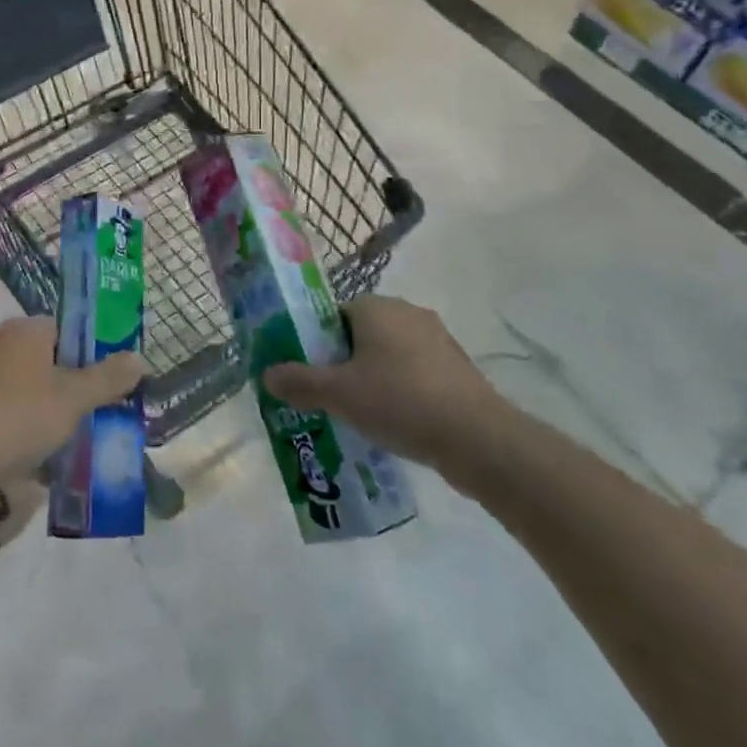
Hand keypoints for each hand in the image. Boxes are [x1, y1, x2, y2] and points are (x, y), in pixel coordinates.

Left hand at [0, 317, 144, 502]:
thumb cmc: (17, 418)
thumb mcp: (73, 399)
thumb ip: (108, 379)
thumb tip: (140, 357)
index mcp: (24, 329)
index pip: (65, 328)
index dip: (89, 353)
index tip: (107, 384)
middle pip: (45, 360)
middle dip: (69, 387)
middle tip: (94, 416)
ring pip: (24, 389)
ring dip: (46, 412)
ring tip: (71, 443)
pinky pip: (3, 412)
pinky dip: (20, 429)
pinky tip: (35, 459)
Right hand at [260, 296, 511, 488]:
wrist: (479, 440)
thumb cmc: (400, 402)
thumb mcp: (339, 394)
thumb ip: (299, 381)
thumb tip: (267, 374)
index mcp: (376, 307)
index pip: (333, 314)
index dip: (316, 342)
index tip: (308, 372)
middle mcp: (407, 312)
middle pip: (360, 334)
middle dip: (343, 363)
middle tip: (328, 396)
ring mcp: (437, 339)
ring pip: (389, 354)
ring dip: (373, 378)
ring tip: (358, 415)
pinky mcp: (457, 368)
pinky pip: (415, 373)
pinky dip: (401, 391)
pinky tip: (394, 423)